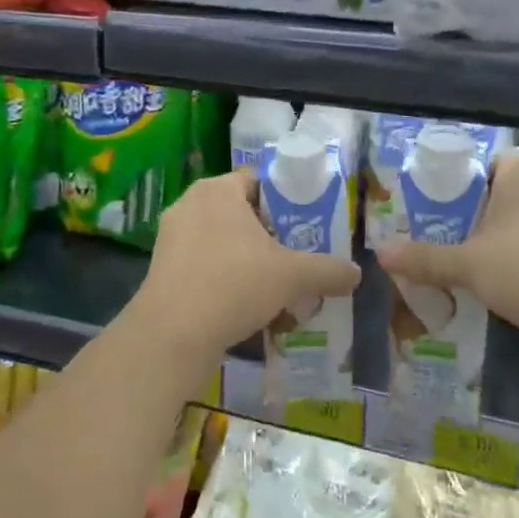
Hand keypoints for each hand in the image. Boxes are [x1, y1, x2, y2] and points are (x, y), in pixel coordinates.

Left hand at [136, 170, 360, 363]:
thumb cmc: (233, 286)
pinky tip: (246, 306)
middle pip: (242, 213)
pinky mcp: (161, 269)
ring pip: (223, 242)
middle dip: (270, 236)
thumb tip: (357, 274)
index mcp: (218, 190)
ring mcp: (171, 237)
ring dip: (249, 261)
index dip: (288, 201)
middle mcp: (190, 204)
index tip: (308, 226)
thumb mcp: (292, 276)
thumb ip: (328, 270)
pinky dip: (225, 279)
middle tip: (297, 258)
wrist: (170, 336)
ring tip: (276, 286)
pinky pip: (204, 265)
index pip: (260, 181)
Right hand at [377, 152, 518, 366]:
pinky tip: (495, 289)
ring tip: (460, 267)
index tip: (430, 210)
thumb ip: (425, 258)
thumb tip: (379, 253)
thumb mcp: (467, 264)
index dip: (456, 186)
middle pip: (500, 198)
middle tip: (438, 240)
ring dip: (495, 246)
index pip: (484, 166)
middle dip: (472, 220)